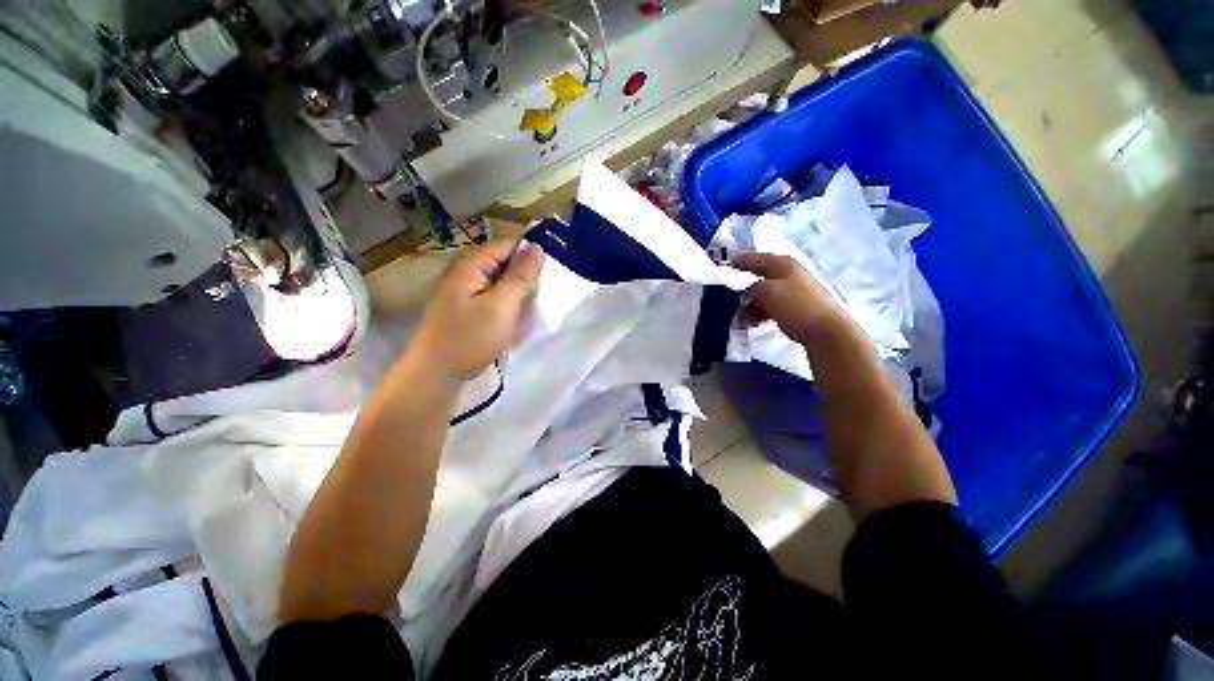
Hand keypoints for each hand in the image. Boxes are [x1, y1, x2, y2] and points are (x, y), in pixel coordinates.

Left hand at [414, 239, 543, 380]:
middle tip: (544, 294)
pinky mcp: (467, 306)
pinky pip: (494, 296)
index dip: (531, 254)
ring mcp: (465, 289)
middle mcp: (465, 271)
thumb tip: (538, 248)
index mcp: (470, 264)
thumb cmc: (471, 338)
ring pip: (501, 281)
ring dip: (518, 292)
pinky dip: (508, 303)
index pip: (507, 245)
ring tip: (533, 307)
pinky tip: (517, 317)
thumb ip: (521, 276)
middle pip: (504, 262)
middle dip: (526, 276)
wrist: (438, 373)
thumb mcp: (501, 306)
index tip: (553, 270)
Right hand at [732, 253, 844, 344]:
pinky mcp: (796, 306)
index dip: (739, 262)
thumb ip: (751, 286)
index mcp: (782, 264)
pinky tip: (754, 322)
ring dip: (751, 303)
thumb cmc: (795, 305)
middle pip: (759, 276)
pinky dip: (761, 311)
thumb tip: (746, 289)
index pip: (755, 259)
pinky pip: (772, 305)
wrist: (825, 330)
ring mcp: (794, 290)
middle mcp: (788, 273)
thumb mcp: (767, 291)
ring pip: (764, 293)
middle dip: (743, 287)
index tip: (723, 268)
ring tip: (742, 316)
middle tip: (728, 296)